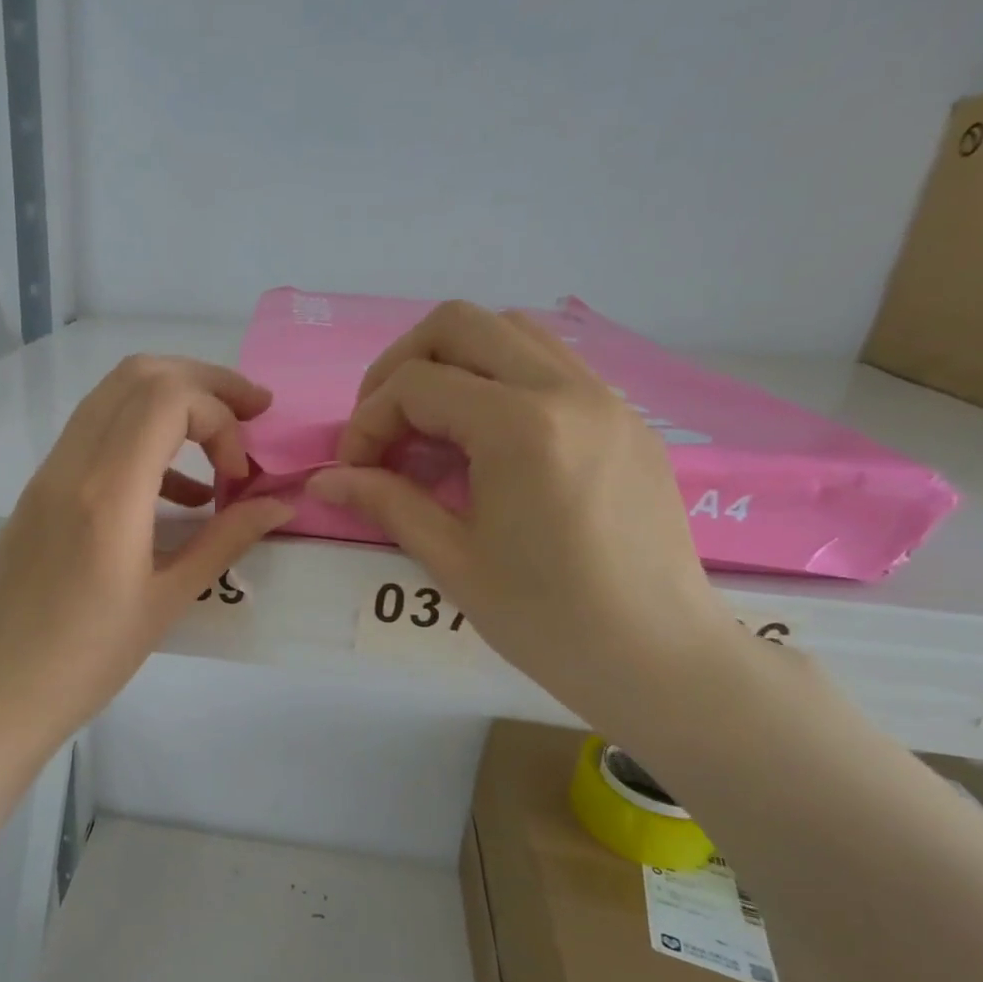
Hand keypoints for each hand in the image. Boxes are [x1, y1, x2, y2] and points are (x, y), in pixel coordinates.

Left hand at [0, 356, 291, 856]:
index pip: (170, 398)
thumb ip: (226, 541)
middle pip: (140, 375)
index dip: (222, 418)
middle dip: (205, 383)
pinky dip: (141, 438)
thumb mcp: (166, 602)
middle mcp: (71, 465)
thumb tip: (280, 504)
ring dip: (172, 405)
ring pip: (113, 397)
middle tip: (252, 412)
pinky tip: (176, 494)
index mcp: (107, 493)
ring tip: (220, 453)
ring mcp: (47, 474)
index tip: (242, 474)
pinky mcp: (38, 492)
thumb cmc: (85, 662)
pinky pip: (95, 436)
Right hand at [307, 300, 740, 726]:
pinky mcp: (624, 417)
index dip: (367, 422)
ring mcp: (604, 396)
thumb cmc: (547, 619)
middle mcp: (566, 389)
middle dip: (401, 367)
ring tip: (431, 428)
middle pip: (459, 323)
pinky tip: (486, 442)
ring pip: (510, 331)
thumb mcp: (452, 560)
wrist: (658, 657)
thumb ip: (385, 502)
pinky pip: (550, 364)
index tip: (355, 471)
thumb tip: (323, 480)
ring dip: (454, 364)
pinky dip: (500, 379)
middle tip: (383, 426)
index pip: (415, 384)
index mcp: (520, 426)